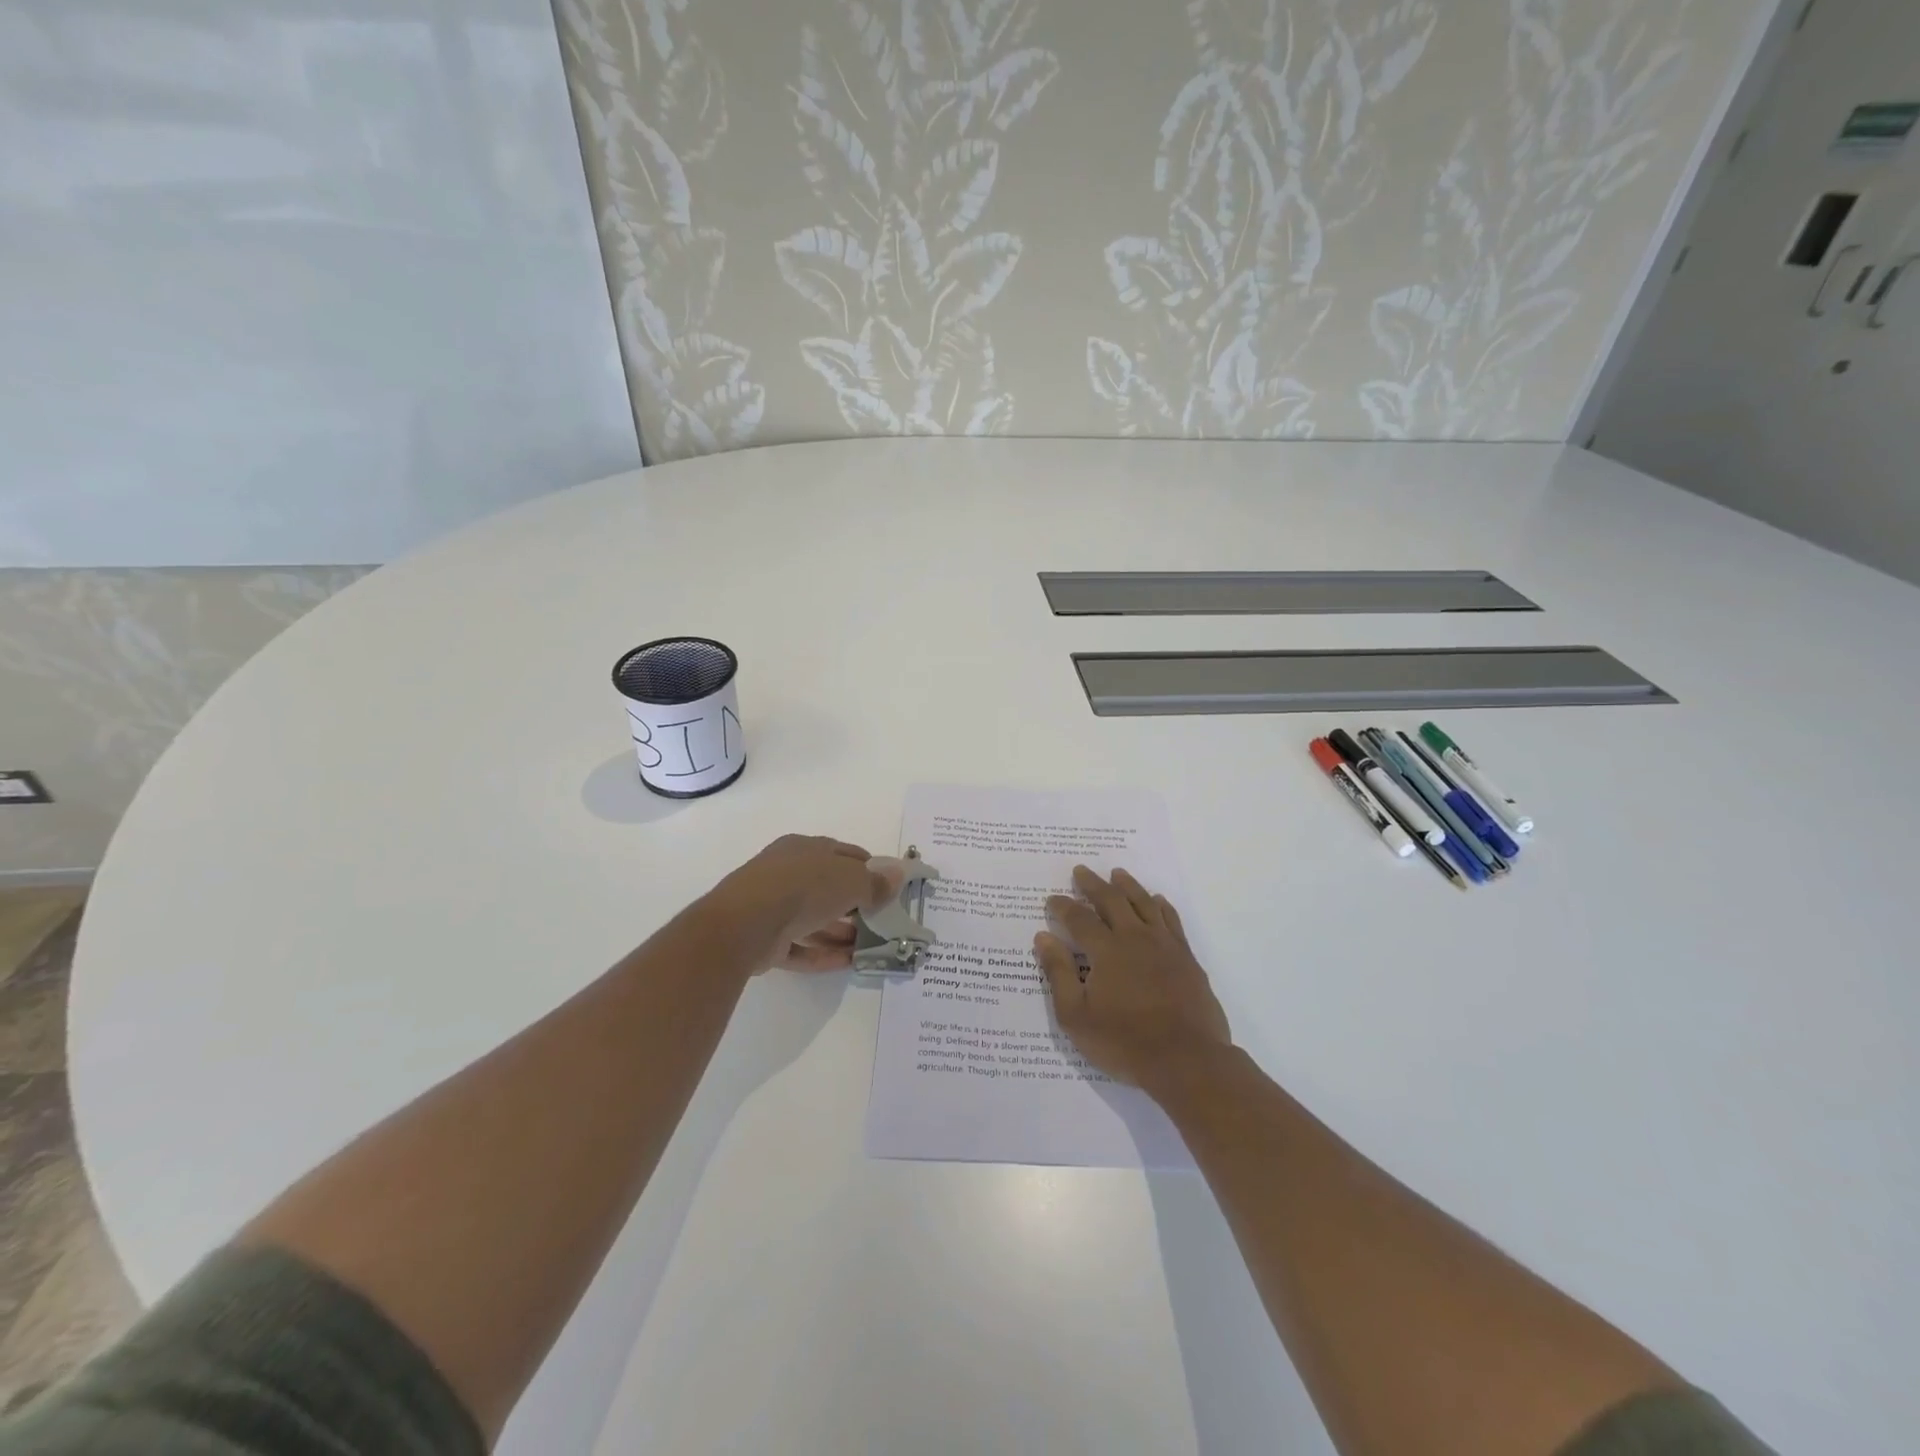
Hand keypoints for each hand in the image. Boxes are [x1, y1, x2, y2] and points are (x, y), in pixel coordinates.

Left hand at [705, 835, 904, 971]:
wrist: (745, 924)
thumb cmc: (803, 888)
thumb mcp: (850, 880)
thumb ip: (875, 882)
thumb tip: (898, 876)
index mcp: (805, 848)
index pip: (844, 854)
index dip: (869, 869)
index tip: (889, 888)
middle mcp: (787, 873)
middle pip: (828, 887)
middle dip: (855, 904)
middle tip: (881, 921)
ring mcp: (773, 906)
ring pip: (814, 918)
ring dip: (841, 932)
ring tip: (869, 946)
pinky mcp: (765, 939)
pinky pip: (800, 946)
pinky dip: (823, 954)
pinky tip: (848, 963)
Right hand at [1035, 866, 1231, 1088]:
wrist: (1187, 1060)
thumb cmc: (1125, 1041)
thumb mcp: (1076, 1015)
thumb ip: (1058, 973)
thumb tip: (1043, 937)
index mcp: (1106, 950)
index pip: (1079, 918)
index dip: (1063, 906)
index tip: (1052, 899)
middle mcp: (1135, 938)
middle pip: (1112, 901)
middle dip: (1093, 885)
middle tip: (1081, 871)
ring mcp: (1165, 945)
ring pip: (1144, 903)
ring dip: (1128, 886)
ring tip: (1117, 873)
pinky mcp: (1186, 958)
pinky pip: (1172, 920)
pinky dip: (1162, 906)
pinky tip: (1157, 900)